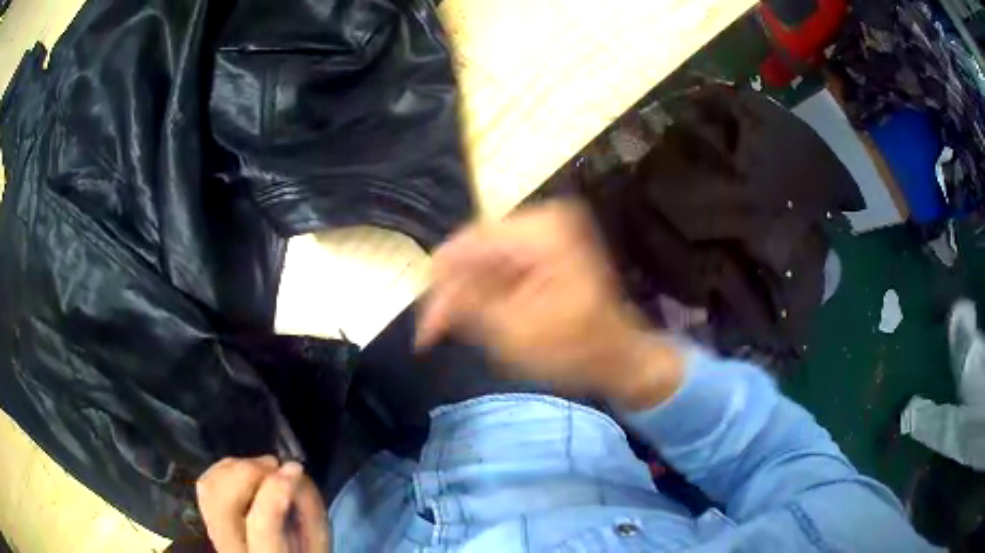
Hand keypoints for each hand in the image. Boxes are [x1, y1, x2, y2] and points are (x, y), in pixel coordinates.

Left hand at [196, 456, 329, 552]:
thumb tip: (294, 472)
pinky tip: (247, 474)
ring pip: (208, 487)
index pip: (262, 526)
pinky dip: (225, 471)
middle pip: (223, 501)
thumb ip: (311, 514)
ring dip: (236, 468)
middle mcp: (231, 548)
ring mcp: (214, 533)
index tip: (293, 469)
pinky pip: (205, 485)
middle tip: (276, 466)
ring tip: (263, 469)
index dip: (276, 491)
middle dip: (248, 472)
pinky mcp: (209, 520)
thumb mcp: (317, 546)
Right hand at [417, 199, 683, 408]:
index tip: (426, 324)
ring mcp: (547, 233)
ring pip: (486, 258)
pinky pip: (502, 265)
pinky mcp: (547, 250)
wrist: (620, 356)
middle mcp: (543, 220)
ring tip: (454, 329)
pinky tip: (477, 317)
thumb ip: (467, 307)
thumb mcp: (514, 332)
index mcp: (542, 231)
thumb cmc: (577, 349)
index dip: (441, 283)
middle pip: (477, 249)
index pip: (469, 243)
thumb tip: (432, 298)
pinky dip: (486, 291)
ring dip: (468, 293)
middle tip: (436, 331)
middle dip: (455, 291)